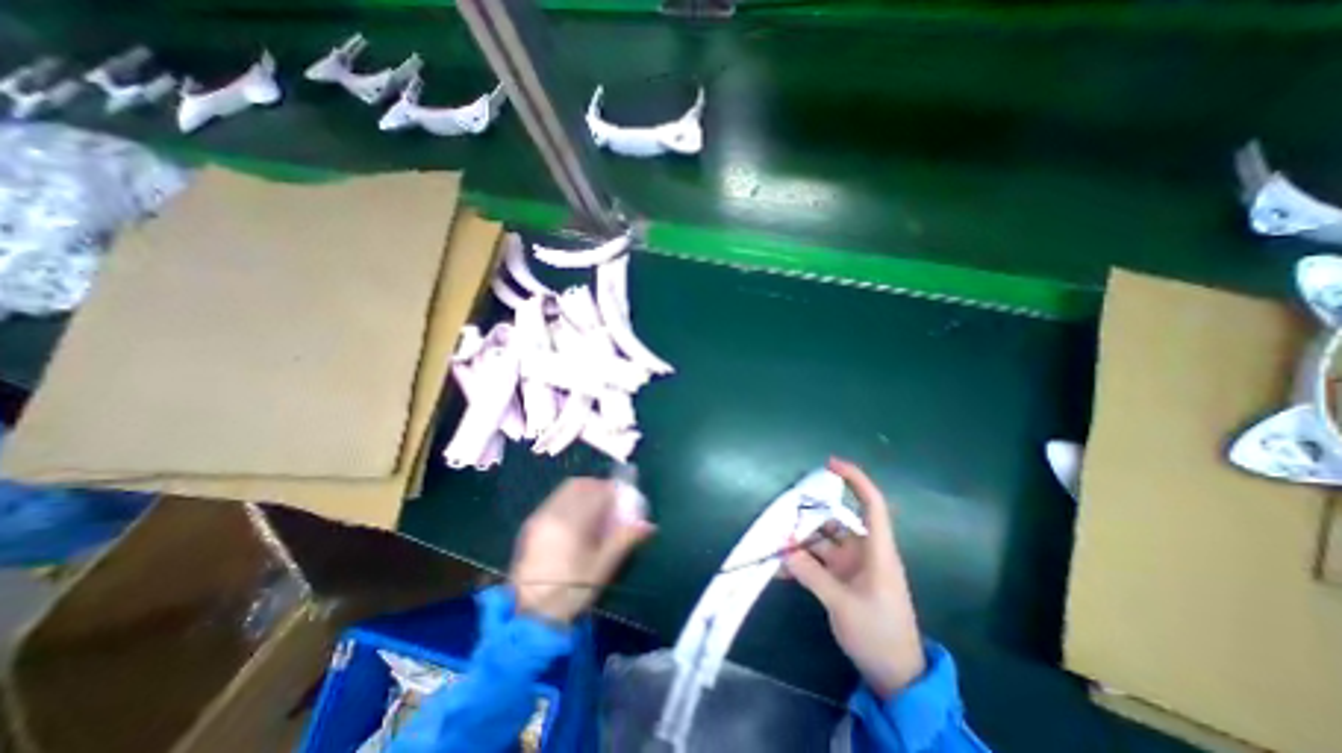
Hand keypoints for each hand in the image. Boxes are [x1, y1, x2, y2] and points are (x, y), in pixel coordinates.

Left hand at [509, 480, 654, 626]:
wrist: (529, 615)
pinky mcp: (530, 525)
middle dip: (598, 487)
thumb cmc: (570, 592)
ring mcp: (538, 517)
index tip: (625, 498)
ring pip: (564, 491)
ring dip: (583, 492)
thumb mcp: (602, 568)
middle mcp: (552, 512)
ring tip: (595, 510)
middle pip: (578, 485)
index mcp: (571, 521)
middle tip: (611, 501)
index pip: (596, 492)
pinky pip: (554, 501)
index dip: (614, 491)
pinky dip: (569, 501)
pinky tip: (576, 520)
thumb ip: (624, 540)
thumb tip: (648, 525)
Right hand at [782, 459, 928, 700]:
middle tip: (782, 512)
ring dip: (800, 541)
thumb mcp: (843, 605)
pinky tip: (781, 567)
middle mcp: (863, 552)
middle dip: (810, 515)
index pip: (871, 504)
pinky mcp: (841, 580)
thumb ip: (811, 575)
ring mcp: (851, 566)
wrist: (895, 676)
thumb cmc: (879, 634)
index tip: (830, 464)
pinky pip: (817, 563)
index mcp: (877, 551)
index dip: (855, 480)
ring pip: (822, 542)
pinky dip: (801, 562)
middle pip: (836, 521)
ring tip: (774, 539)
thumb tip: (784, 551)